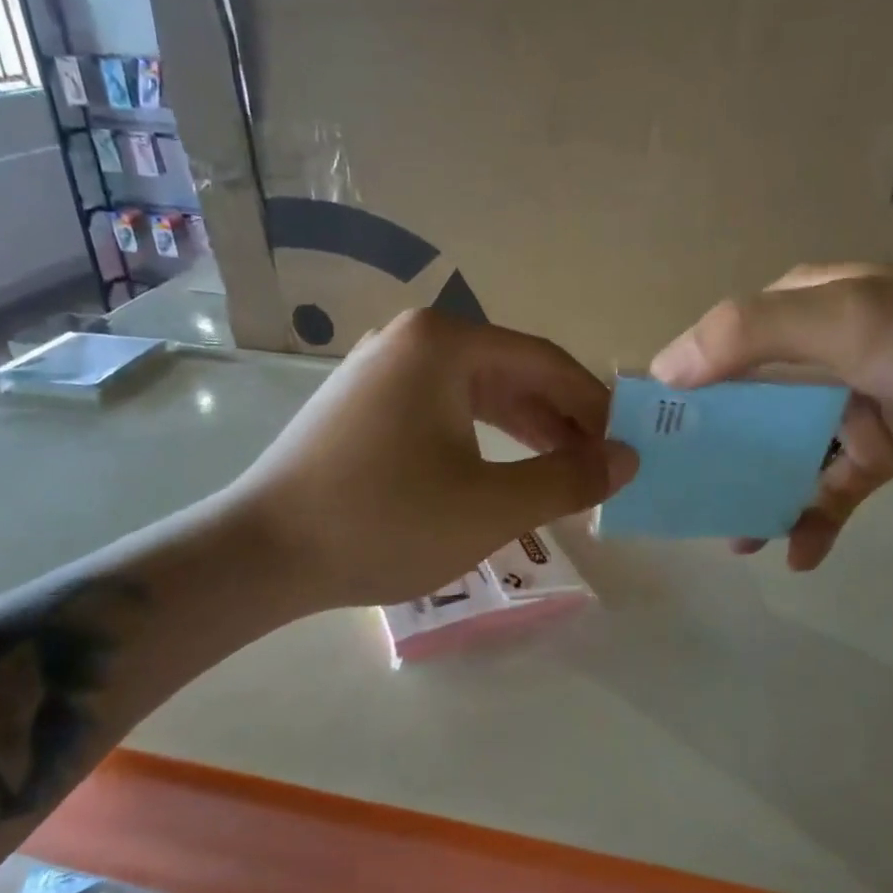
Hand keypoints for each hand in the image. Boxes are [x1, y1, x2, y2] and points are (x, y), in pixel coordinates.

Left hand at [233, 308, 637, 612]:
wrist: (264, 553)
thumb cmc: (386, 520)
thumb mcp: (493, 506)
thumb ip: (570, 478)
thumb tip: (628, 458)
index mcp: (445, 343)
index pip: (546, 363)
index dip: (595, 406)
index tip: (628, 445)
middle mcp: (412, 339)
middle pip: (511, 373)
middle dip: (561, 421)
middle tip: (601, 467)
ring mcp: (380, 369)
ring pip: (476, 394)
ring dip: (524, 431)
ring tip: (562, 475)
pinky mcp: (363, 404)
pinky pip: (442, 410)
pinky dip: (481, 439)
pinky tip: (501, 472)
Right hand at [650, 264, 892, 569]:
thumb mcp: (841, 319)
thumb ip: (749, 336)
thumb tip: (665, 370)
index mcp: (798, 313)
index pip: (718, 349)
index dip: (679, 390)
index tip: (645, 438)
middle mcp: (813, 360)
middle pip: (743, 410)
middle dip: (713, 456)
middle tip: (679, 500)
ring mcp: (845, 409)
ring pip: (781, 457)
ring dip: (757, 496)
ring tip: (735, 540)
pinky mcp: (876, 455)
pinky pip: (829, 492)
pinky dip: (812, 522)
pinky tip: (799, 555)